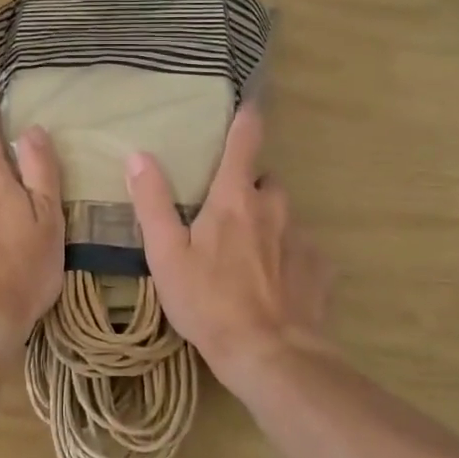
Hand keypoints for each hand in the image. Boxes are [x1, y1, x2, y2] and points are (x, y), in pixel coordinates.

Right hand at [124, 103, 332, 385]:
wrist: (269, 353)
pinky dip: (289, 258)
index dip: (246, 120)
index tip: (250, 105)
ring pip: (284, 218)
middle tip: (226, 219)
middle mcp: (274, 208)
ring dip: (268, 226)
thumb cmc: (209, 302)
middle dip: (249, 191)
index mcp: (235, 199)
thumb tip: (139, 156)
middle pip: (265, 183)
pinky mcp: (319, 269)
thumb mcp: (167, 255)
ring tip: (248, 260)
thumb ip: (152, 203)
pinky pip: (302, 252)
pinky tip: (275, 285)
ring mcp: (302, 238)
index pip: (244, 143)